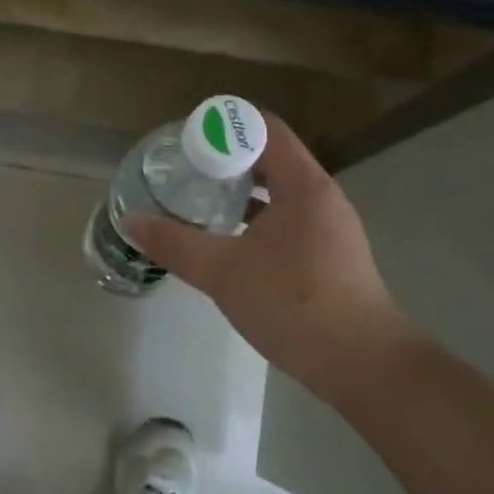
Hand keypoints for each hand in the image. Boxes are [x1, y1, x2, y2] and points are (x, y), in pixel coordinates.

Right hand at [126, 110, 419, 404]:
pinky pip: (285, 218)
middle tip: (182, 169)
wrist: (363, 366)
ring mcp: (328, 226)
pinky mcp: (327, 254)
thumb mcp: (224, 272)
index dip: (223, 126)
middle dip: (224, 159)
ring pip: (277, 191)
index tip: (185, 140)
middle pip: (269, 157)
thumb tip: (130, 220)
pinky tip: (225, 238)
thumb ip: (174, 243)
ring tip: (197, 199)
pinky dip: (254, 218)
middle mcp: (320, 196)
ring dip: (238, 190)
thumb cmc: (295, 305)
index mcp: (303, 185)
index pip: (264, 128)